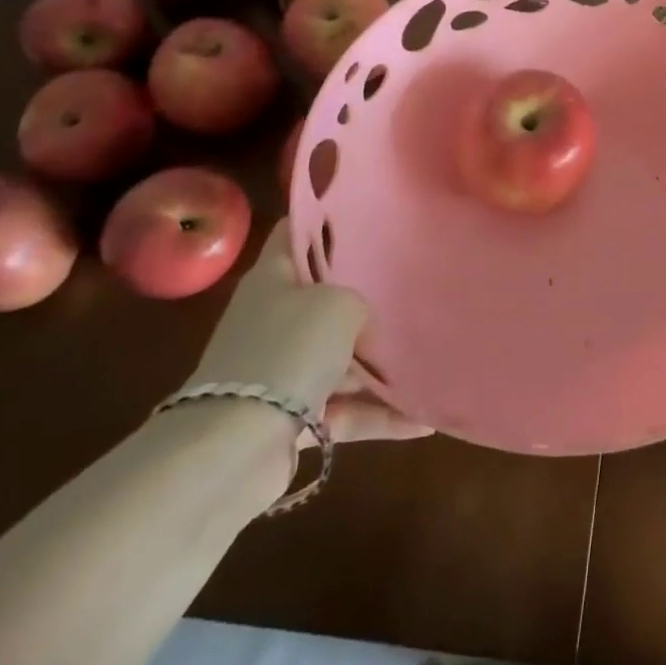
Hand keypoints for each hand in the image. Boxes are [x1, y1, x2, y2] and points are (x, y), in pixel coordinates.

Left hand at [189, 221, 429, 442]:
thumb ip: (361, 302)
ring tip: (431, 359)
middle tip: (414, 284)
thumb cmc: (288, 351)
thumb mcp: (339, 305)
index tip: (370, 215)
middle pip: (325, 298)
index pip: (296, 233)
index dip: (327, 219)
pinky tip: (424, 420)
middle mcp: (274, 319)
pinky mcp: (290, 418)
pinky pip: (344, 410)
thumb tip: (365, 324)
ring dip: (381, 366)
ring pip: (340, 359)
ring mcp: (281, 371)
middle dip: (367, 297)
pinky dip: (379, 415)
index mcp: (273, 279)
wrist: (233, 449)